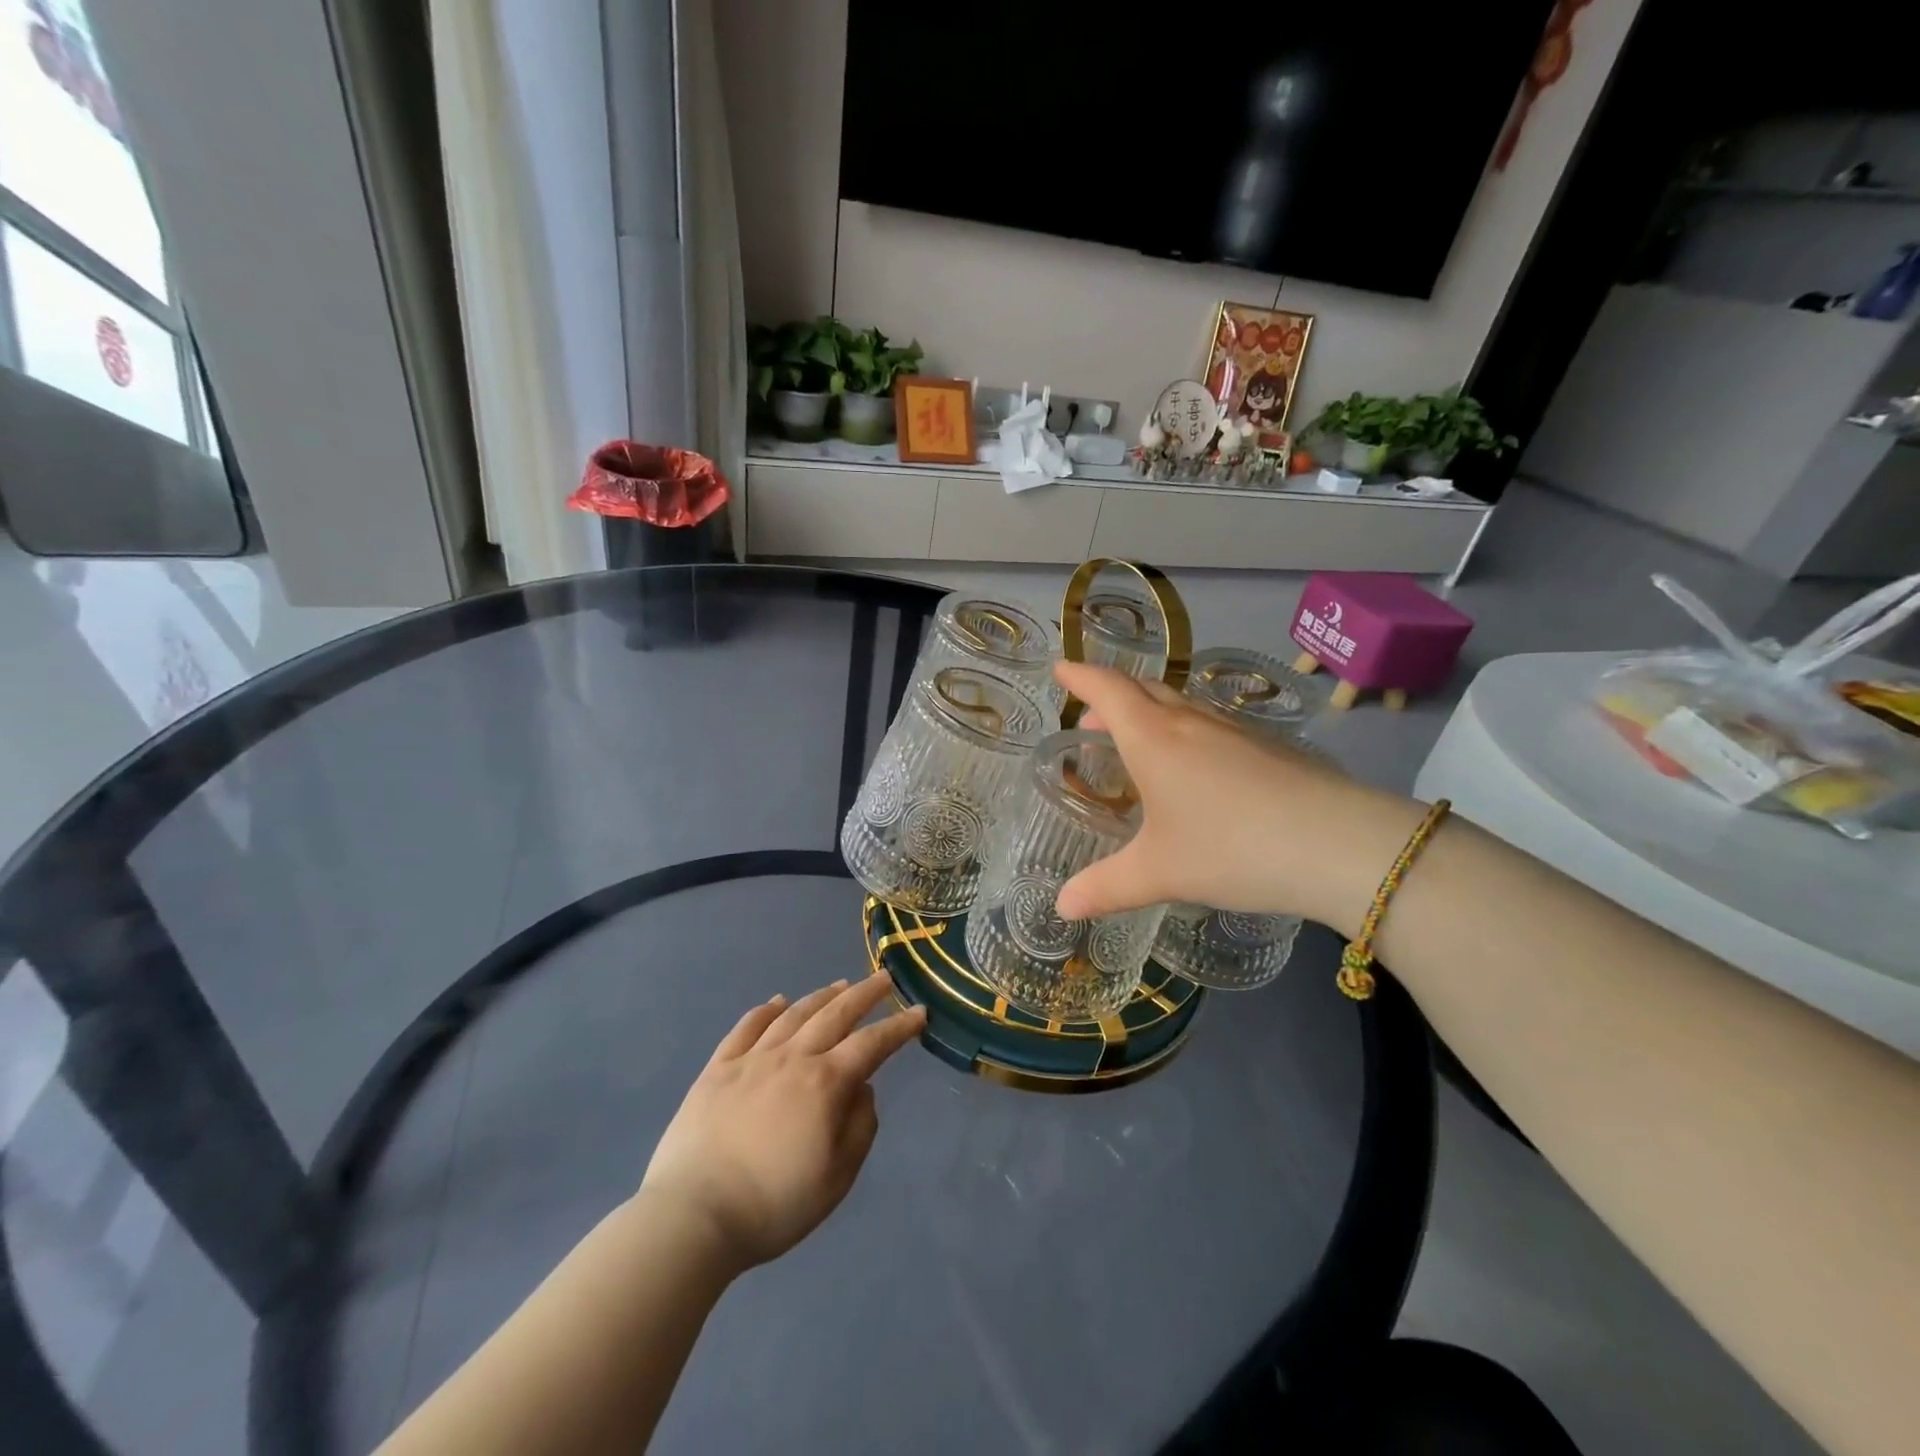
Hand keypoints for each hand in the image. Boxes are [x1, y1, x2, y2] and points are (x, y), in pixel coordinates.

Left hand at [639, 976, 926, 1272]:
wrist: (693, 1217)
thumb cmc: (774, 1205)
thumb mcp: (837, 1178)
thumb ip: (860, 1127)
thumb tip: (862, 1089)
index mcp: (825, 1084)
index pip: (872, 1044)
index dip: (898, 1027)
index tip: (919, 1012)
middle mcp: (792, 1058)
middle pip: (835, 1014)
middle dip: (864, 994)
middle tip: (884, 978)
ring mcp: (752, 1059)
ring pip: (794, 1014)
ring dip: (821, 996)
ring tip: (840, 985)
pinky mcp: (717, 1069)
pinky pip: (747, 1027)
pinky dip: (767, 1010)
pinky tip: (778, 1002)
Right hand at [1053, 661, 1425, 935]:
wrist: (1338, 844)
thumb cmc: (1231, 848)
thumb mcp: (1159, 873)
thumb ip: (1106, 888)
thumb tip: (1061, 908)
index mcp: (1154, 738)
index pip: (1107, 689)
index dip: (1080, 675)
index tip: (1060, 668)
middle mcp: (1190, 722)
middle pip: (1142, 689)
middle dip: (1111, 696)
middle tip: (1091, 716)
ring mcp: (1234, 730)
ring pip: (1180, 704)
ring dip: (1149, 711)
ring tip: (1137, 739)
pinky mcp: (1267, 746)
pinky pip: (1210, 723)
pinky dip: (1184, 730)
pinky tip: (1194, 767)